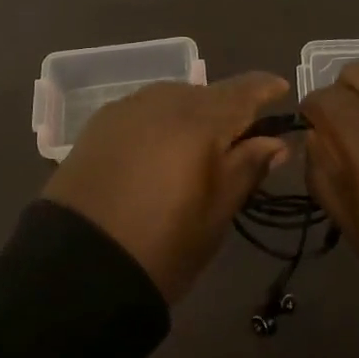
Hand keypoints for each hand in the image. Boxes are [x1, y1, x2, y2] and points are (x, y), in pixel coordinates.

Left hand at [43, 72, 290, 302]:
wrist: (76, 268)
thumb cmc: (162, 247)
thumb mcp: (216, 214)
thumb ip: (247, 168)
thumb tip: (275, 142)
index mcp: (199, 121)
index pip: (243, 91)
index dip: (265, 89)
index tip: (282, 90)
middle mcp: (164, 101)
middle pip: (208, 93)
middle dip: (228, 108)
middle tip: (241, 138)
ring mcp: (128, 108)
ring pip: (175, 98)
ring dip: (193, 113)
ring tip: (200, 145)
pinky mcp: (100, 123)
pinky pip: (144, 109)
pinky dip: (161, 121)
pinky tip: (160, 146)